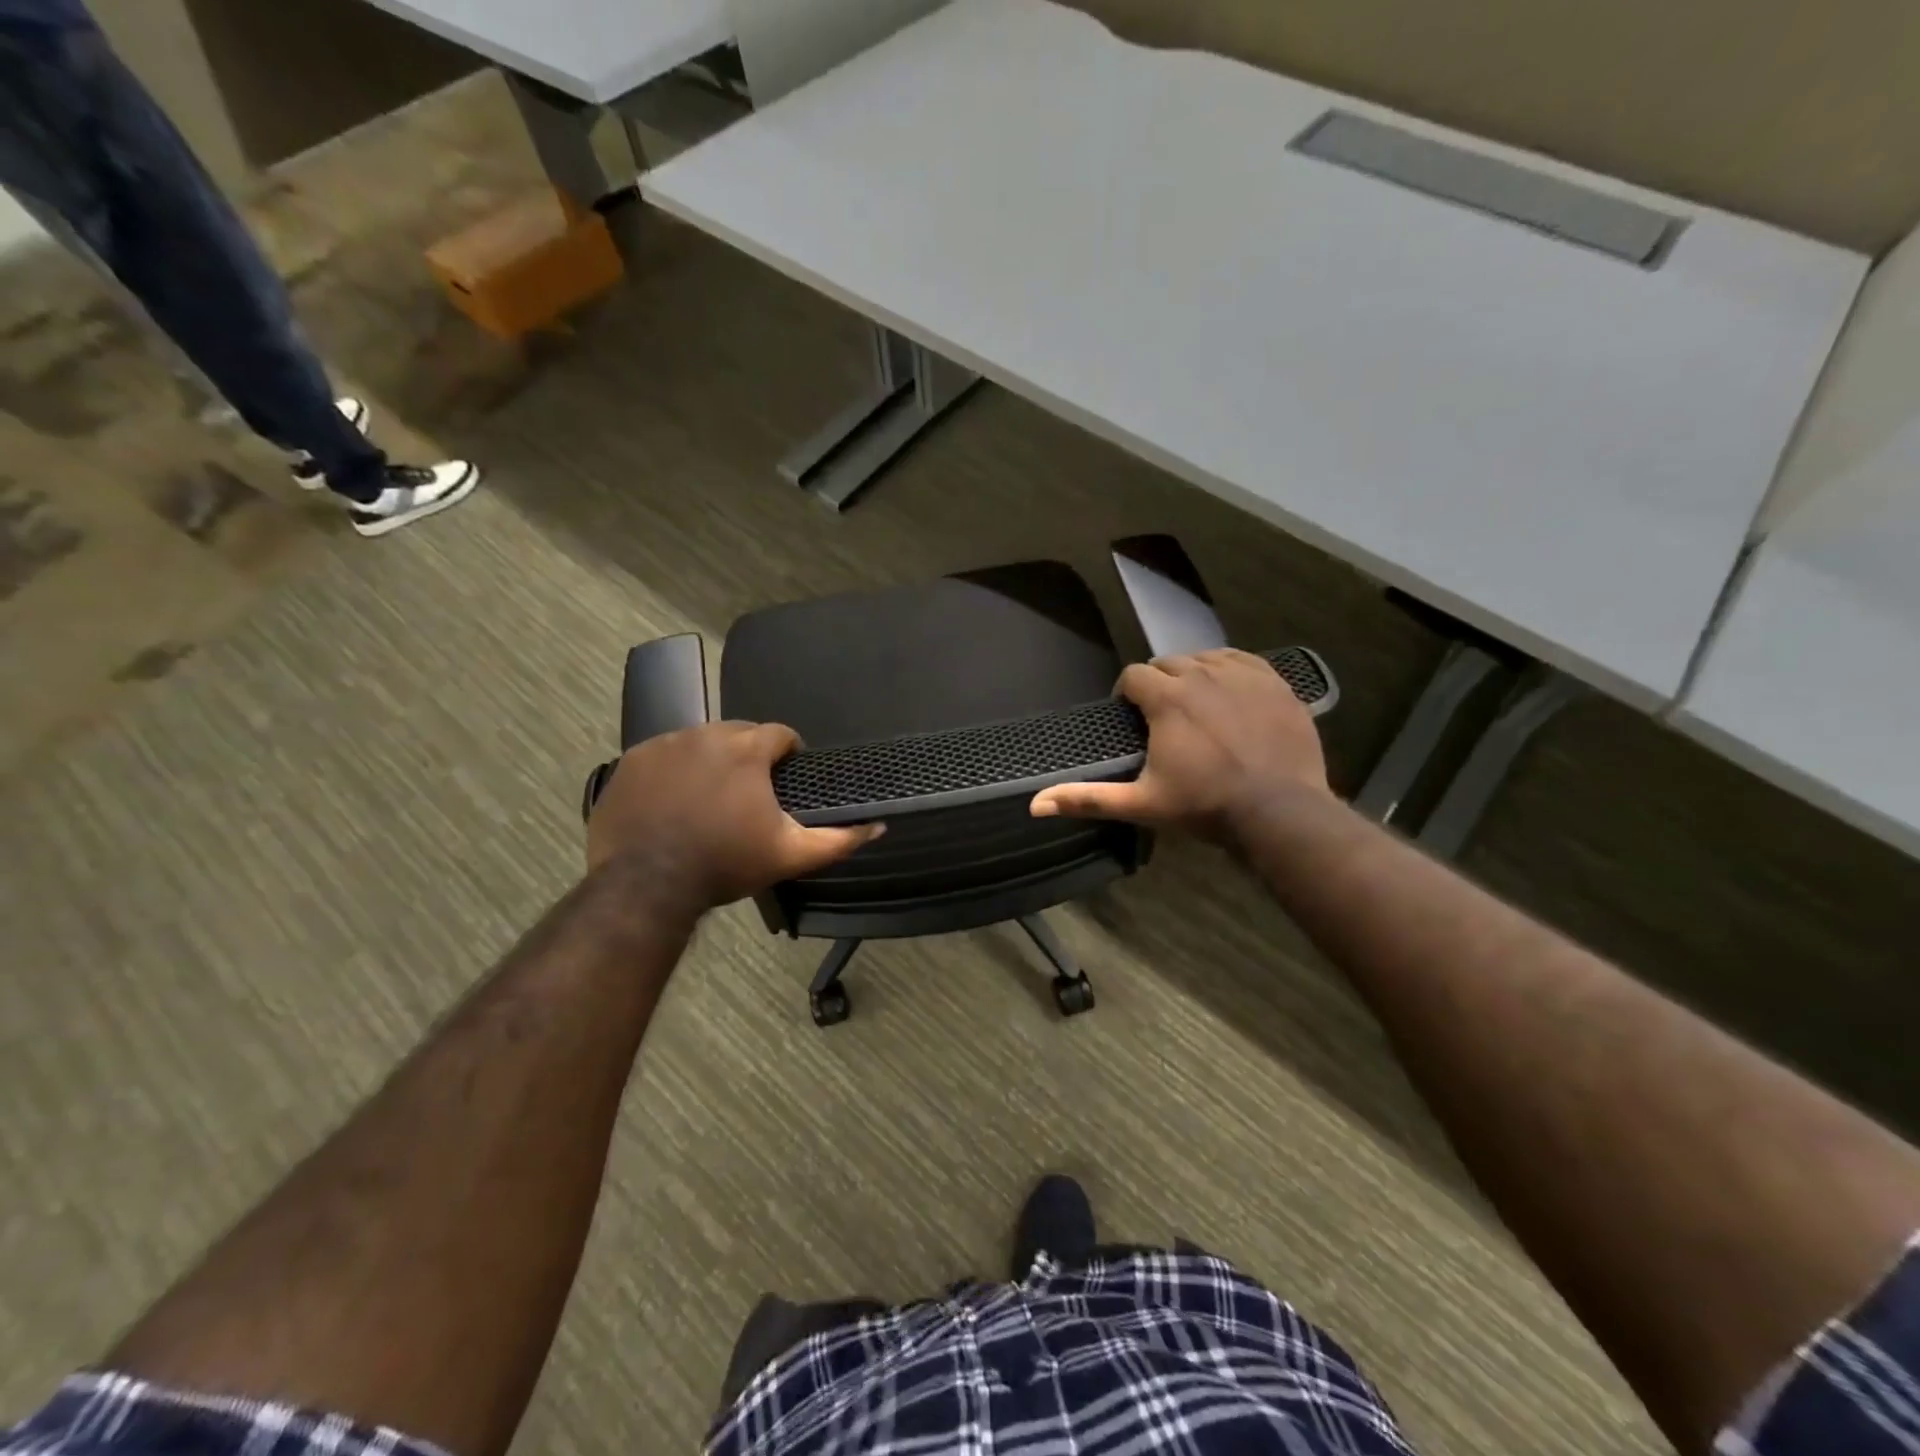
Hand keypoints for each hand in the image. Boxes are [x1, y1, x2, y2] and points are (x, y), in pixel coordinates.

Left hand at [586, 722, 882, 908]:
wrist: (646, 885)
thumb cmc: (725, 864)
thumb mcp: (790, 855)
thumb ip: (838, 839)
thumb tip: (878, 825)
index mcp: (746, 749)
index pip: (780, 734)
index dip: (789, 753)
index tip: (786, 777)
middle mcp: (705, 734)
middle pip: (739, 733)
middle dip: (749, 755)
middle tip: (749, 792)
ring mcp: (664, 745)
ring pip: (700, 741)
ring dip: (712, 760)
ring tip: (710, 797)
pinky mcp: (632, 761)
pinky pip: (664, 755)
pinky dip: (675, 770)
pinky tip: (675, 801)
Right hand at [1030, 649, 1330, 844]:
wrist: (1280, 812)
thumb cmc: (1204, 806)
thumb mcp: (1141, 804)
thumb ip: (1088, 798)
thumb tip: (1035, 804)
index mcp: (1167, 699)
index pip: (1134, 676)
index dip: (1127, 695)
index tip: (1132, 719)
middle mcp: (1202, 675)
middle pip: (1169, 663)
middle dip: (1159, 684)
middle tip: (1163, 718)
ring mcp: (1243, 675)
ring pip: (1206, 658)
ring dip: (1194, 675)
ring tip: (1197, 706)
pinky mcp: (1275, 683)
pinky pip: (1244, 660)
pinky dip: (1230, 671)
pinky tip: (1231, 694)